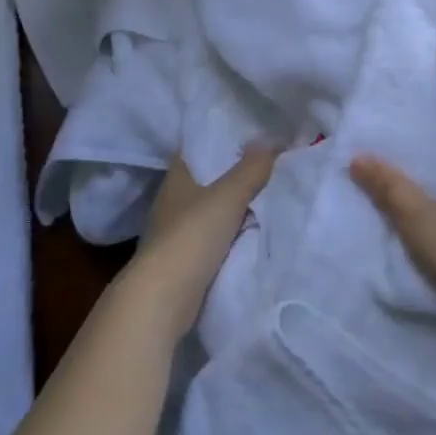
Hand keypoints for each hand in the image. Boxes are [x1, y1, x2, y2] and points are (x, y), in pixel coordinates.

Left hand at [126, 145, 276, 341]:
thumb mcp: (227, 196)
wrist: (163, 299)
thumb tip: (271, 140)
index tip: (253, 135)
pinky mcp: (184, 260)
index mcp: (177, 176)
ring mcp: (176, 231)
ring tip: (271, 195)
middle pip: (209, 178)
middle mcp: (173, 199)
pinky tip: (256, 231)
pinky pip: (215, 237)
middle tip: (272, 164)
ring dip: (236, 207)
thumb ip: (251, 169)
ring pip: (213, 210)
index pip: (200, 146)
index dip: (223, 138)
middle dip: (236, 173)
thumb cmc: (191, 236)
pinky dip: (233, 234)